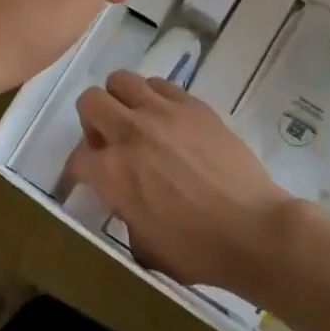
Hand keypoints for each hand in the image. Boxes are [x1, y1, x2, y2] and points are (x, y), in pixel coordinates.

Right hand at [67, 71, 298, 297]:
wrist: (252, 229)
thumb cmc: (196, 250)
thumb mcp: (143, 244)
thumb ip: (124, 211)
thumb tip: (124, 197)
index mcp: (112, 173)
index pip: (77, 158)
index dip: (81, 171)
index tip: (93, 179)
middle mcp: (130, 133)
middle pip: (90, 101)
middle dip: (92, 122)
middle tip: (110, 142)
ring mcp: (163, 113)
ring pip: (122, 81)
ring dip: (121, 101)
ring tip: (137, 122)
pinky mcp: (193, 105)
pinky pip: (161, 84)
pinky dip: (154, 97)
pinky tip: (168, 120)